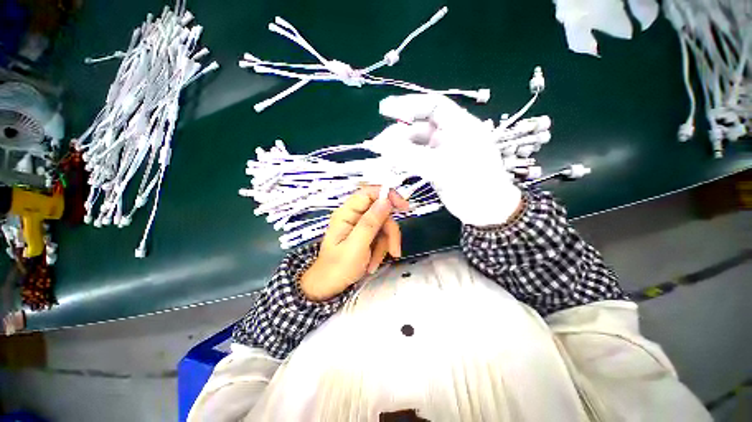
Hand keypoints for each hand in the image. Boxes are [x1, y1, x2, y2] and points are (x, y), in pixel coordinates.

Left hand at [300, 186, 409, 301]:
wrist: (328, 287)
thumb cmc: (338, 267)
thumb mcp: (356, 246)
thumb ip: (371, 222)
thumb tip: (386, 200)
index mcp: (347, 213)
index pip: (369, 193)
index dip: (387, 195)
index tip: (403, 207)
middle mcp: (354, 216)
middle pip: (381, 212)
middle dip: (389, 232)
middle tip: (394, 251)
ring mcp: (360, 226)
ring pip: (384, 226)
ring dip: (385, 245)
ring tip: (375, 263)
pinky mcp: (365, 235)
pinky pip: (381, 237)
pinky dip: (381, 250)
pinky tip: (373, 263)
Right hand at [370, 94, 521, 226]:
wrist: (487, 211)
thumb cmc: (473, 184)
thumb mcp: (441, 167)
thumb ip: (410, 156)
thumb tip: (381, 146)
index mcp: (459, 125)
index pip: (432, 105)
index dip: (408, 104)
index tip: (384, 109)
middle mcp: (449, 135)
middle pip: (419, 126)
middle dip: (398, 134)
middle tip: (378, 145)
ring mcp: (442, 152)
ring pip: (415, 145)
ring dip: (398, 149)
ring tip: (383, 158)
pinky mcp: (436, 167)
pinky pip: (416, 159)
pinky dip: (404, 161)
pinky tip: (392, 165)